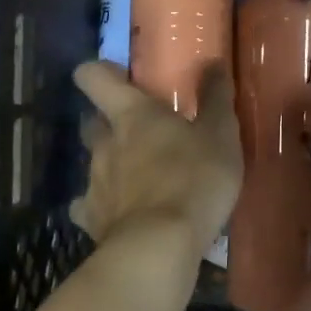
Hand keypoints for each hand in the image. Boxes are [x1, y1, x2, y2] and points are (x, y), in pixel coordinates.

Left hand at [71, 60, 243, 310]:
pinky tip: (123, 215)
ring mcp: (93, 183)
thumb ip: (216, 98)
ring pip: (93, 163)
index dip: (99, 72)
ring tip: (140, 179)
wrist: (159, 249)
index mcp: (131, 114)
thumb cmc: (193, 180)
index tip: (118, 77)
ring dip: (111, 165)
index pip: (93, 77)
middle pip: (91, 121)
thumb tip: (212, 62)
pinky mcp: (92, 220)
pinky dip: (104, 208)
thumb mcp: (220, 135)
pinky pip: (90, 207)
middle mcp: (104, 143)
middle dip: (107, 122)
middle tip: (139, 131)